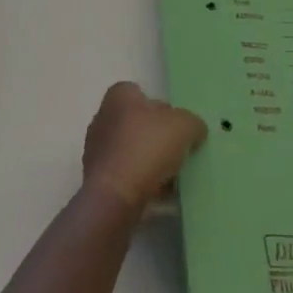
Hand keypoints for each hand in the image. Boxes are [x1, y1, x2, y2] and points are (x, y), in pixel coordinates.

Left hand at [81, 81, 207, 214]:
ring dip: (151, 164)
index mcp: (119, 97)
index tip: (176, 125)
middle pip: (138, 124)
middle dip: (157, 138)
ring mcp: (98, 152)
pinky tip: (161, 196)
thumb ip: (193, 123)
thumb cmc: (146, 148)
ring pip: (133, 153)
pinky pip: (126, 178)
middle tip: (179, 151)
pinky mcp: (98, 183)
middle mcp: (104, 118)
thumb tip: (195, 130)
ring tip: (174, 178)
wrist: (114, 199)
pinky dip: (142, 185)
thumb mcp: (184, 126)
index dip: (161, 107)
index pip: (141, 93)